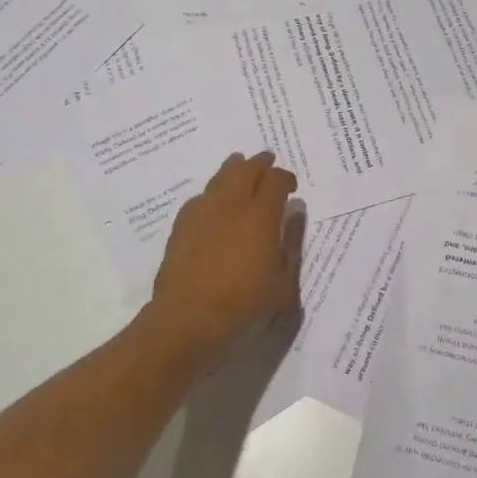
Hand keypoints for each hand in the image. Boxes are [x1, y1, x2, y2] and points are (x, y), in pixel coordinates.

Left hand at [147, 152, 305, 361]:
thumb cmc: (243, 302)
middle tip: (267, 161)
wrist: (188, 316)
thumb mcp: (283, 283)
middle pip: (246, 169)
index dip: (285, 178)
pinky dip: (213, 191)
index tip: (290, 186)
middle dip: (260, 163)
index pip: (275, 180)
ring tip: (239, 165)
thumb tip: (294, 213)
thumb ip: (291, 244)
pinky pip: (201, 196)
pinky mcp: (182, 224)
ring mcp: (202, 211)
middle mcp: (231, 204)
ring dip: (234, 168)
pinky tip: (215, 200)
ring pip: (220, 177)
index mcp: (260, 215)